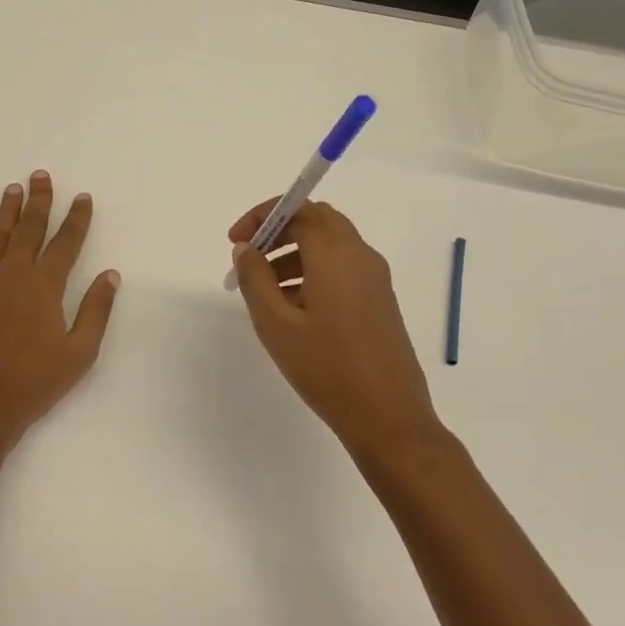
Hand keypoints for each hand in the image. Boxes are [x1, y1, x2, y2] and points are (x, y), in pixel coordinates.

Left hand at [0, 171, 119, 451]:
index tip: (82, 197)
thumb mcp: (79, 353)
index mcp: (45, 286)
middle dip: (39, 201)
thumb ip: (96, 310)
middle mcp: (13, 274)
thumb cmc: (33, 385)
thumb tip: (110, 274)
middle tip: (41, 175)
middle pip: (30, 228)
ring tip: (14, 188)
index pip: (66, 242)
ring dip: (7, 210)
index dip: (76, 219)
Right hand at [228, 199, 440, 455]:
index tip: (236, 241)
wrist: (389, 417)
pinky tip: (292, 307)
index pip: (299, 209)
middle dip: (279, 230)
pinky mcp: (380, 299)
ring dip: (294, 252)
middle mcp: (360, 255)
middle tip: (249, 255)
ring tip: (262, 288)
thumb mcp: (276, 324)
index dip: (263, 216)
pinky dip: (313, 270)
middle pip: (317, 220)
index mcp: (335, 254)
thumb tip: (246, 249)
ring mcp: (375, 278)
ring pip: (330, 245)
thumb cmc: (326, 368)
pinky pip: (342, 267)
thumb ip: (255, 279)